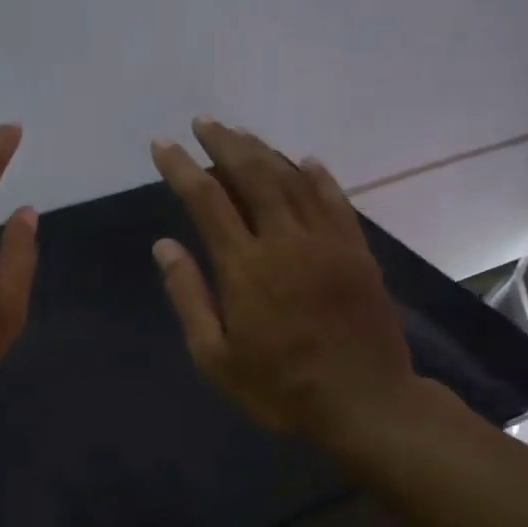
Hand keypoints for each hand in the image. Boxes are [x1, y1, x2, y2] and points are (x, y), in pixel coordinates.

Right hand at [149, 118, 423, 445]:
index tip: (163, 145)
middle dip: (223, 143)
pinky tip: (305, 160)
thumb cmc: (280, 388)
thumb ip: (189, 297)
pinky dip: (317, 175)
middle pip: (251, 175)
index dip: (181, 168)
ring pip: (292, 179)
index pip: (206, 199)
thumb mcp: (216, 357)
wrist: (365, 403)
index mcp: (245, 267)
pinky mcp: (357, 251)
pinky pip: (335, 199)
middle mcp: (285, 240)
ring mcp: (327, 242)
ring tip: (240, 134)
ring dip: (263, 151)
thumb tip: (164, 245)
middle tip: (202, 123)